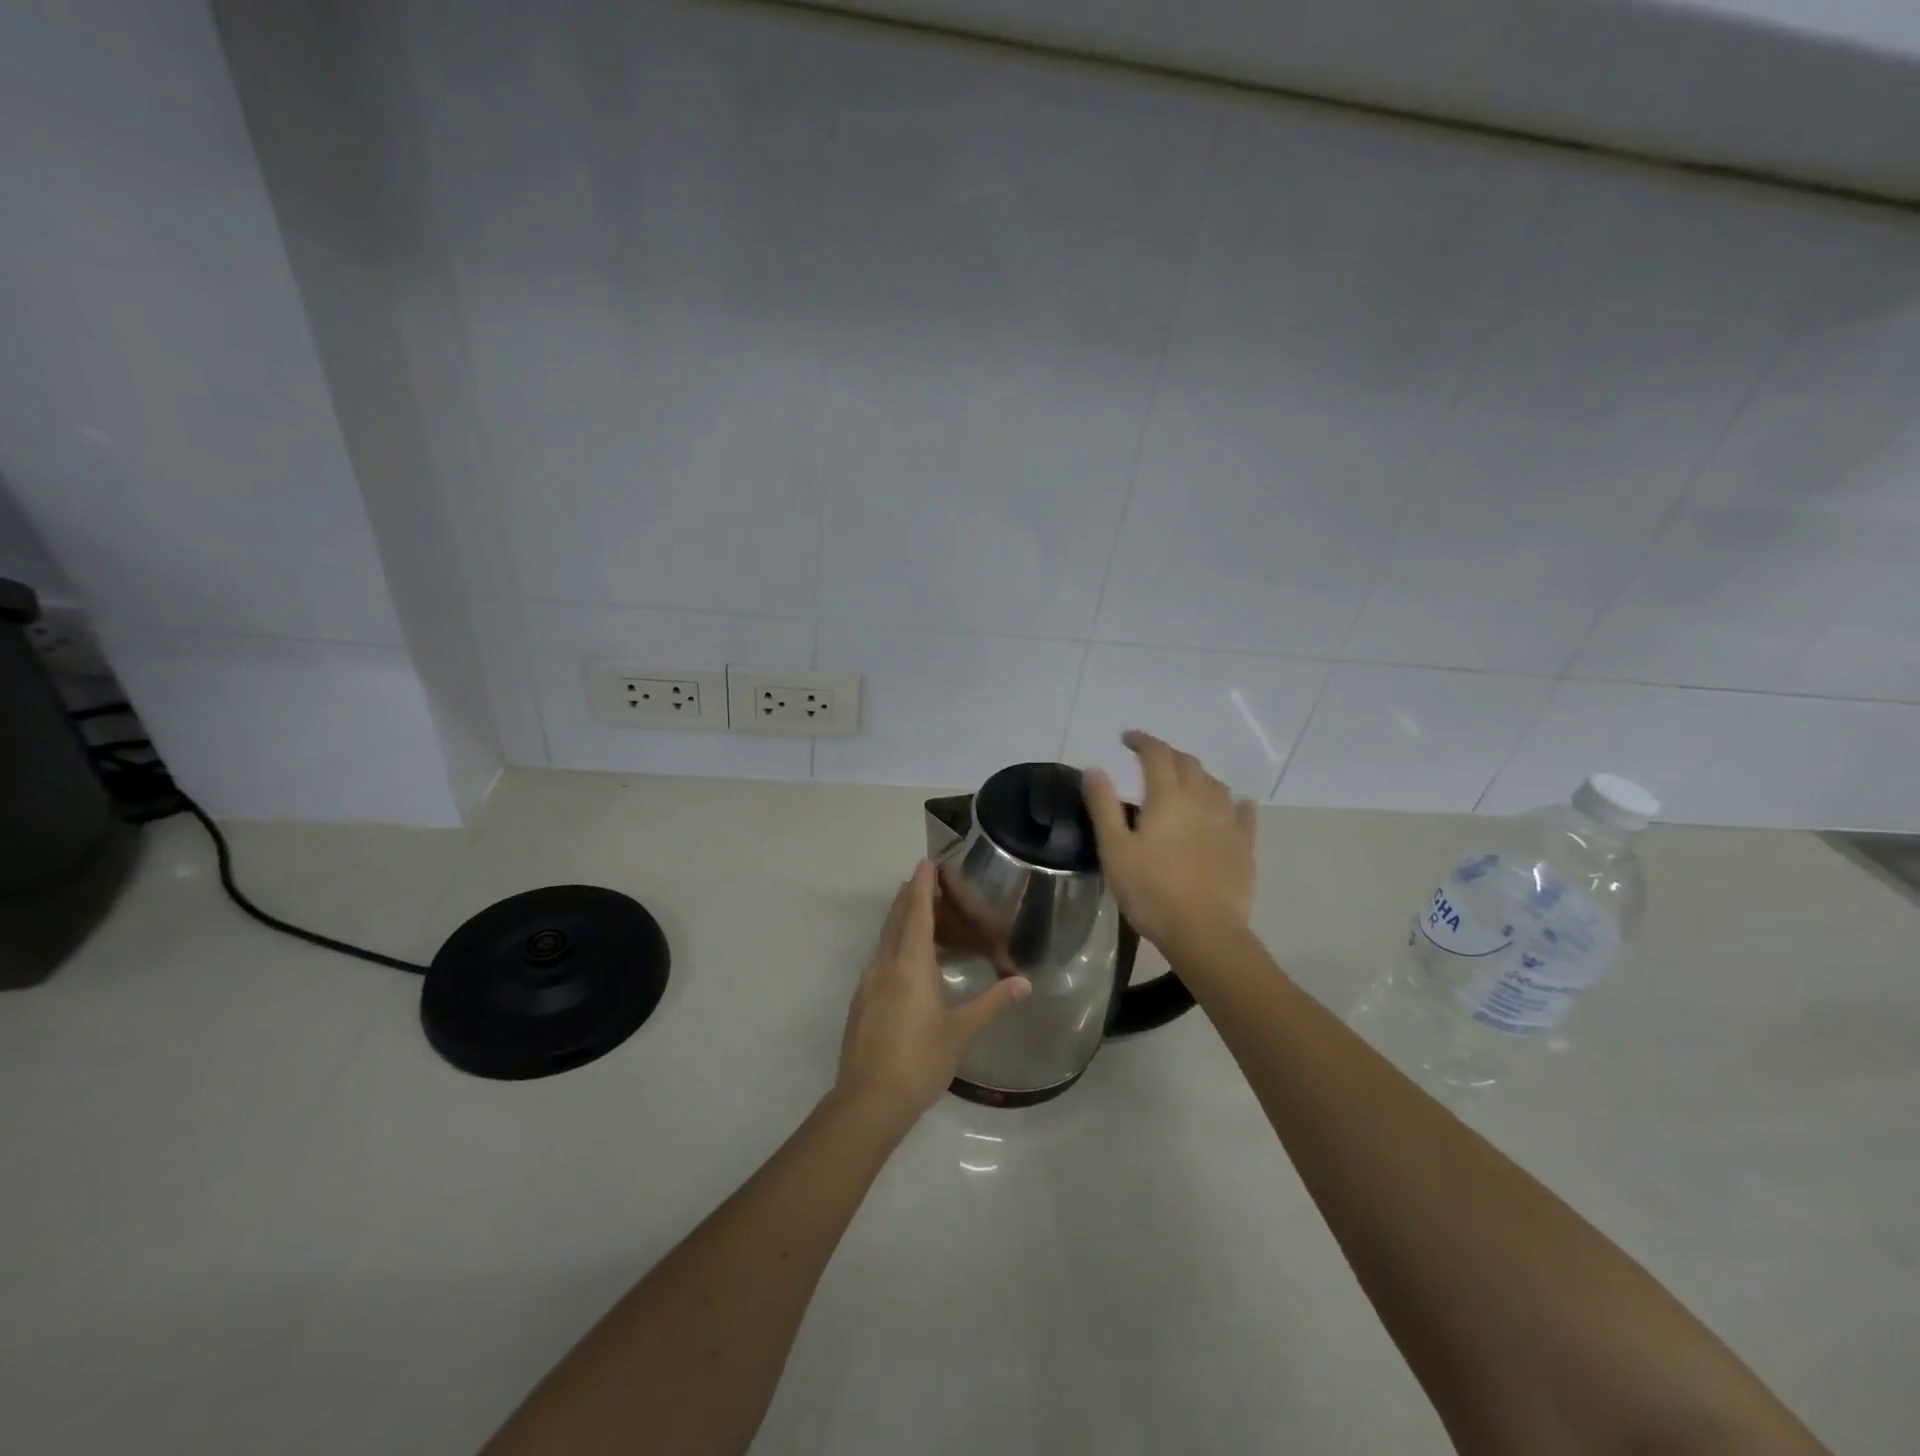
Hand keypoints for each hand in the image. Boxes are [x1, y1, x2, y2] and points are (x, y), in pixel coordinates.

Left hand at [837, 862, 1031, 1118]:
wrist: (869, 1100)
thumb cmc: (920, 1059)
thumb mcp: (961, 1031)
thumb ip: (992, 1002)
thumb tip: (1024, 983)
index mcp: (910, 964)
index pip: (916, 912)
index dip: (921, 885)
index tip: (925, 862)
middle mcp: (885, 964)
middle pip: (896, 919)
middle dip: (909, 896)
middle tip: (925, 881)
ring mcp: (869, 982)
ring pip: (885, 939)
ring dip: (901, 921)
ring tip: (921, 917)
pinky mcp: (862, 1000)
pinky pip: (880, 959)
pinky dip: (895, 946)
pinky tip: (907, 963)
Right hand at [1083, 731, 1256, 955]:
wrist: (1204, 932)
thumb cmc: (1151, 891)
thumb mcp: (1114, 849)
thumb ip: (1104, 806)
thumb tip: (1094, 768)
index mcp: (1168, 797)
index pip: (1156, 754)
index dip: (1142, 741)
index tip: (1127, 738)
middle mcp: (1202, 799)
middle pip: (1188, 763)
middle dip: (1168, 754)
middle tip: (1151, 759)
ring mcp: (1228, 822)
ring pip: (1215, 784)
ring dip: (1197, 775)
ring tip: (1184, 782)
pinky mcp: (1245, 846)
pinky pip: (1243, 812)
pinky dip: (1234, 802)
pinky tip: (1234, 804)